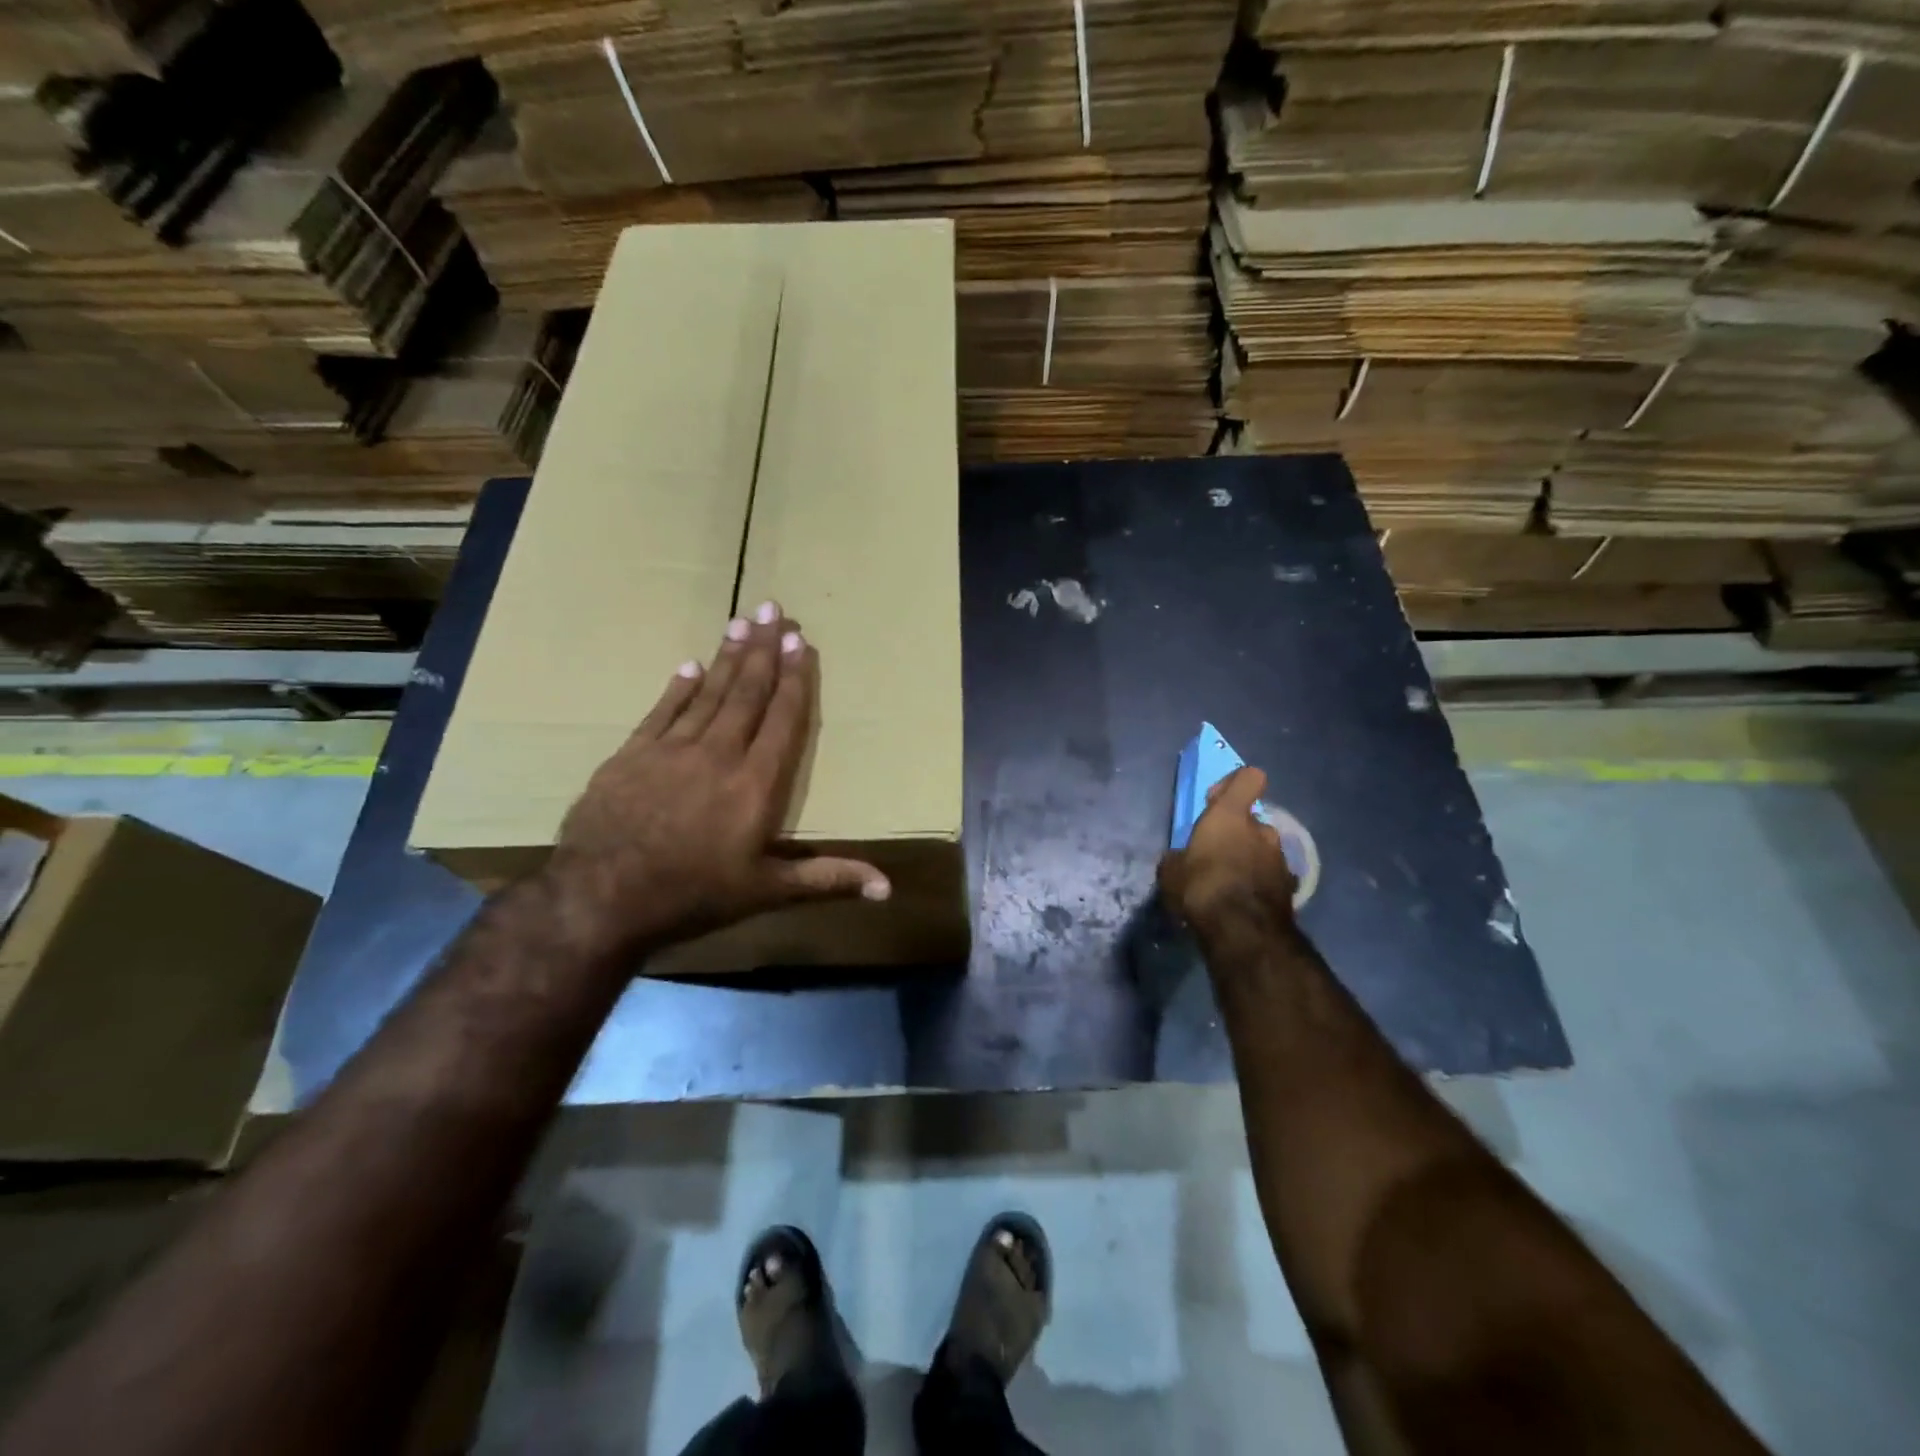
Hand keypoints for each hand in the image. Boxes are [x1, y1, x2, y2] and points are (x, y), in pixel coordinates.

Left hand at [546, 600, 889, 954]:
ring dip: (727, 657)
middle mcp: (718, 754)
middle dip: (763, 650)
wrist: (601, 898)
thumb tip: (888, 888)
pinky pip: (661, 712)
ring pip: (707, 693)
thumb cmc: (694, 895)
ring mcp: (670, 751)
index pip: (781, 720)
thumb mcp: (768, 891)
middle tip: (772, 608)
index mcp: (755, 783)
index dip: (793, 679)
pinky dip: (678, 688)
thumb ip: (828, 878)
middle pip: (746, 693)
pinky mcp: (631, 756)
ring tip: (740, 622)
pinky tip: (689, 665)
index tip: (801, 642)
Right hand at [1157, 766, 1296, 934]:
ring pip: (1263, 849)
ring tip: (1230, 883)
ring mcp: (1280, 858)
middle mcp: (1262, 830)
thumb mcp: (1171, 871)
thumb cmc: (1201, 888)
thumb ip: (1179, 857)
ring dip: (1249, 859)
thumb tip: (1181, 859)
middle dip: (1238, 834)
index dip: (1236, 784)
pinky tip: (1244, 902)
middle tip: (1216, 856)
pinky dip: (1260, 883)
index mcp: (1231, 816)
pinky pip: (1270, 875)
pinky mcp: (1290, 886)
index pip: (1249, 778)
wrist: (1243, 932)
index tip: (1218, 800)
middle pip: (1252, 821)